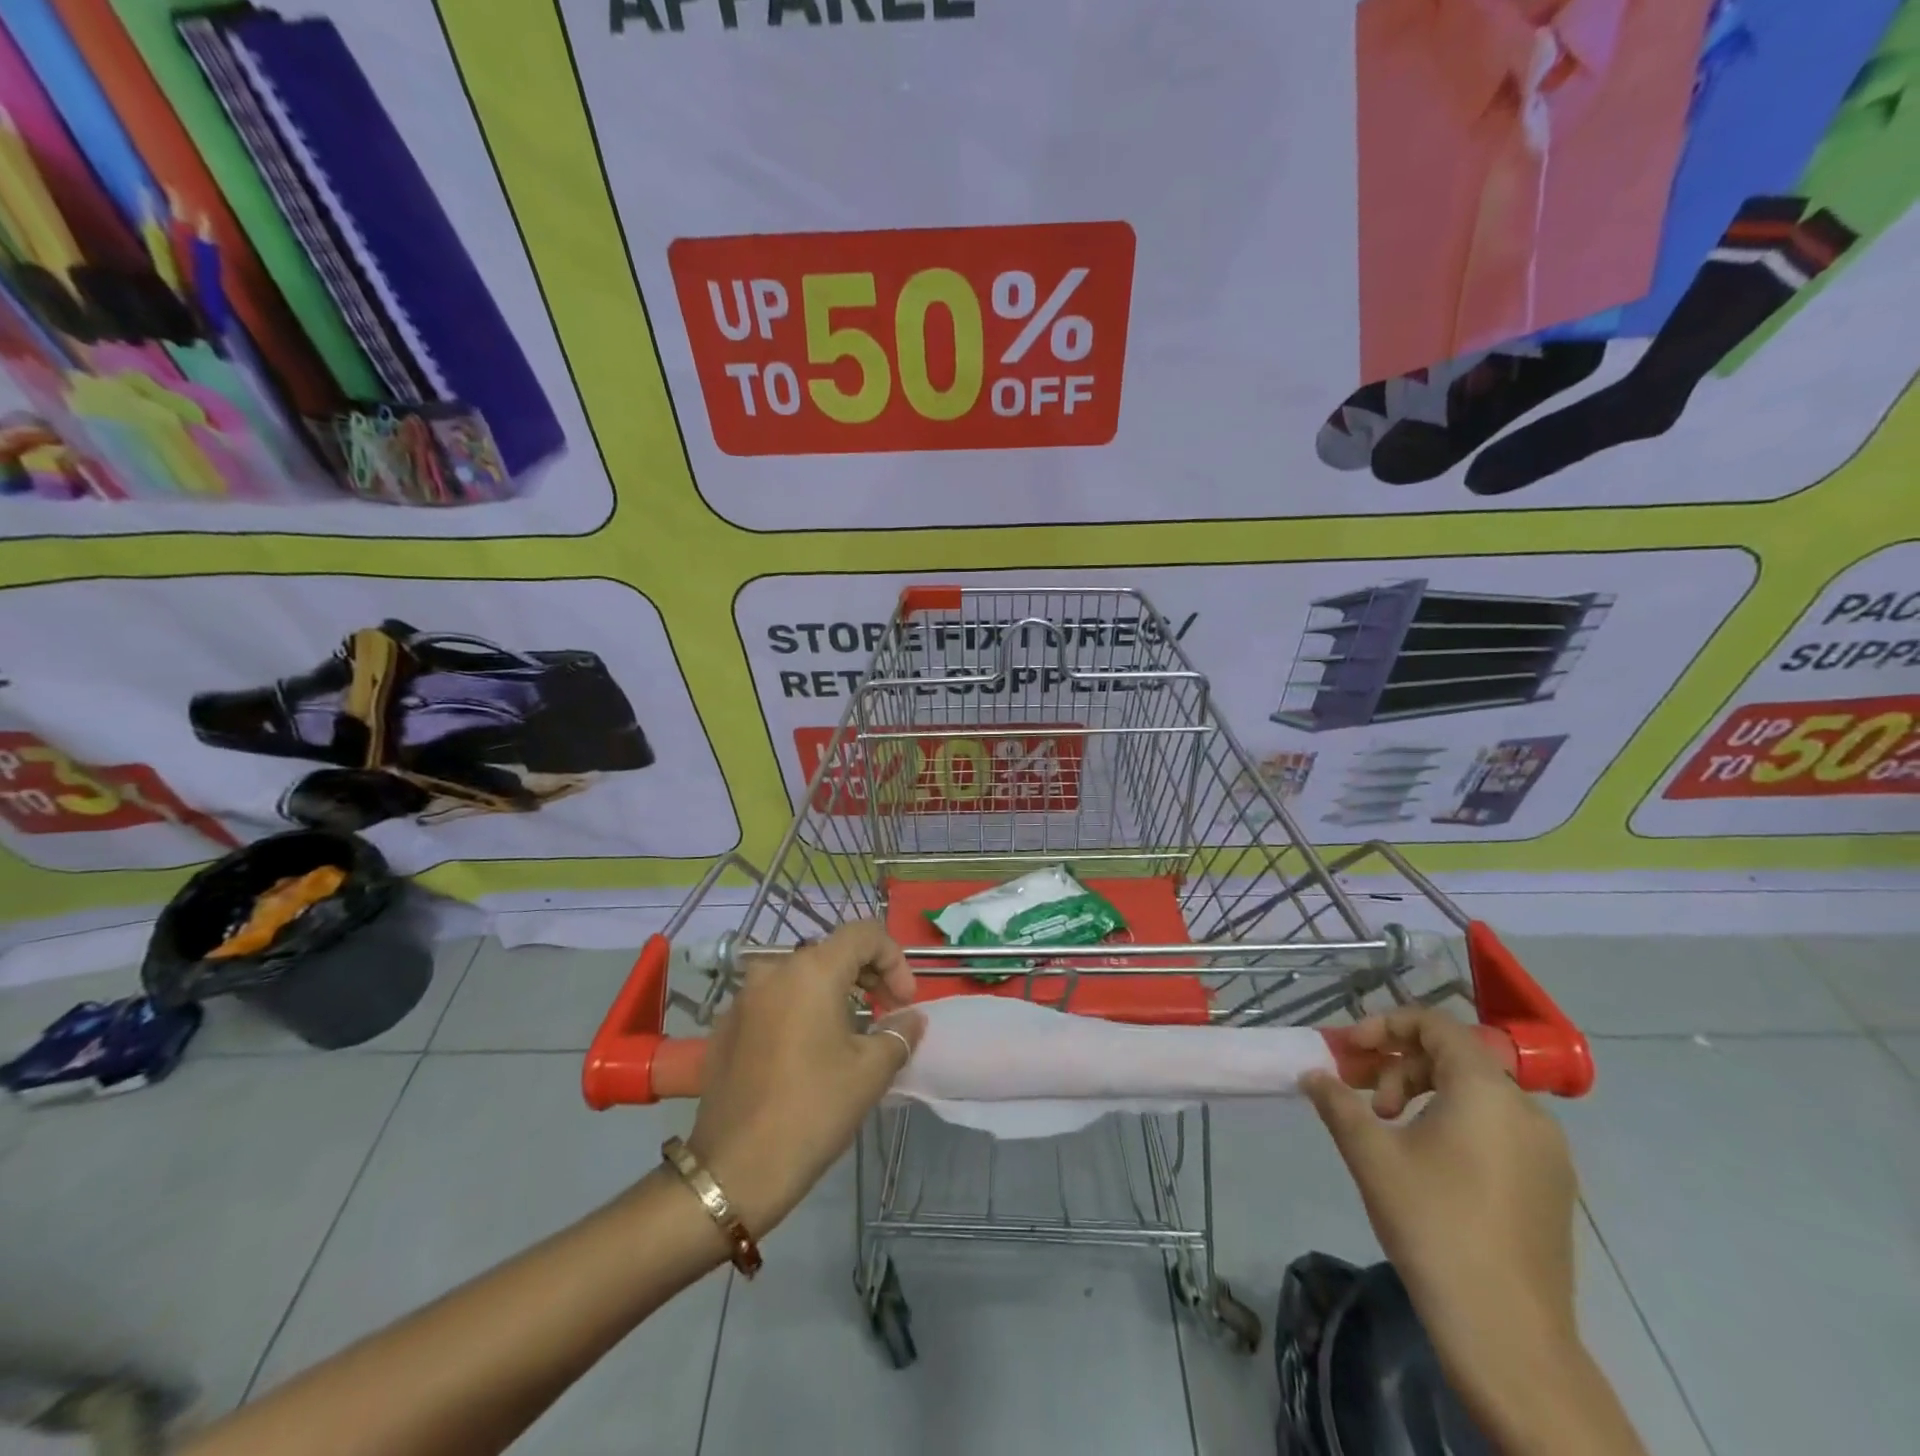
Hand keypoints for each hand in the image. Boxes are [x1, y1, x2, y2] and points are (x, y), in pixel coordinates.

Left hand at [687, 921, 923, 1236]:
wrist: (734, 1169)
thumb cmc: (813, 1110)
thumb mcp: (870, 1071)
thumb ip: (899, 1033)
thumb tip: (910, 1019)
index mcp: (812, 970)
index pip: (864, 933)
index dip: (894, 959)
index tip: (904, 1001)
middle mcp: (774, 970)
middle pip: (832, 951)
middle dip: (867, 975)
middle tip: (887, 1012)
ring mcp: (744, 997)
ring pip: (801, 976)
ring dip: (834, 993)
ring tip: (852, 1034)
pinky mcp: (726, 1025)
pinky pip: (775, 1001)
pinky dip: (801, 1010)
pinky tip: (809, 1052)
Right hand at [1303, 1009, 1581, 1424]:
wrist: (1507, 1334)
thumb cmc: (1433, 1224)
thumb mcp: (1370, 1154)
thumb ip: (1337, 1102)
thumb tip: (1313, 1075)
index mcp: (1487, 1091)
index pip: (1435, 1024)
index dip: (1385, 1025)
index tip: (1348, 1051)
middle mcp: (1527, 1111)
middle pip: (1454, 1057)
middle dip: (1399, 1066)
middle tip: (1364, 1101)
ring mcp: (1548, 1152)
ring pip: (1477, 1094)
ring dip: (1425, 1094)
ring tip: (1391, 1132)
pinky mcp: (1552, 1187)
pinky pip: (1498, 1128)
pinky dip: (1456, 1123)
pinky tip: (1428, 1163)